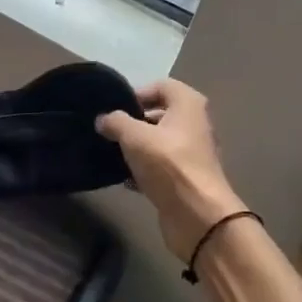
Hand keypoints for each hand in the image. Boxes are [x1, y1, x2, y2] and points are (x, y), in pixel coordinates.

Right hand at [97, 79, 248, 263]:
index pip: (161, 86)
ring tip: (112, 154)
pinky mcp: (186, 179)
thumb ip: (115, 122)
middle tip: (109, 131)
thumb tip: (103, 119)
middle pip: (159, 114)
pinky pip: (160, 167)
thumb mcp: (134, 136)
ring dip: (136, 148)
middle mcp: (194, 124)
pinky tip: (125, 179)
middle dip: (133, 122)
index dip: (137, 93)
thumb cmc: (168, 164)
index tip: (115, 109)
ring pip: (158, 142)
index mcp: (188, 105)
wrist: (198, 215)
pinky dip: (143, 170)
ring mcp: (192, 153)